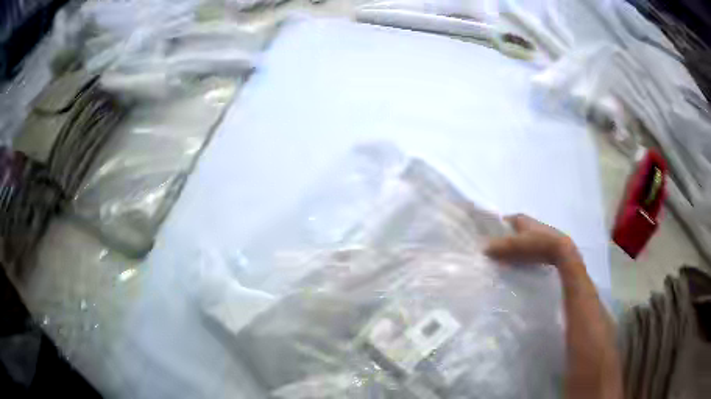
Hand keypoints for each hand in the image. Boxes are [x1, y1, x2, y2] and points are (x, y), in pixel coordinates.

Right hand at [485, 214, 578, 266]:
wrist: (560, 251)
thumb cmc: (537, 244)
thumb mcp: (515, 245)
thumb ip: (498, 247)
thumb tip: (483, 248)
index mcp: (519, 218)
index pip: (500, 222)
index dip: (492, 231)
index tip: (484, 243)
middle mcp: (526, 222)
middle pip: (508, 232)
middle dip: (501, 242)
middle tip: (491, 255)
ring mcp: (535, 232)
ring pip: (517, 241)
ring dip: (510, 250)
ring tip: (502, 262)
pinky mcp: (541, 243)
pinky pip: (525, 248)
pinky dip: (519, 254)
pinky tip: (517, 264)